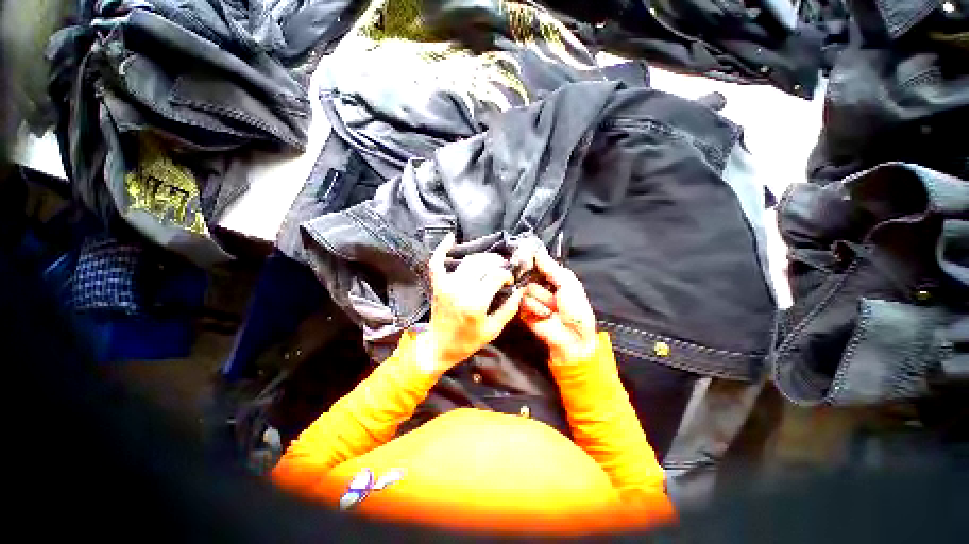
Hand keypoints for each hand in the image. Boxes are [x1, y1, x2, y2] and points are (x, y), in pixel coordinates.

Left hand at [417, 233, 524, 374]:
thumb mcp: (493, 329)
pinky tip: (451, 237)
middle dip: (497, 263)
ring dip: (482, 258)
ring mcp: (446, 284)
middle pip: (484, 264)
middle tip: (503, 269)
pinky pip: (437, 262)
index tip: (510, 280)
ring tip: (491, 263)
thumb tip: (519, 290)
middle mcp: (460, 289)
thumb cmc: (468, 341)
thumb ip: (509, 309)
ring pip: (468, 260)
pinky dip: (442, 248)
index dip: (507, 274)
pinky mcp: (437, 284)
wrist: (439, 346)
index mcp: (476, 302)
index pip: (496, 275)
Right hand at [519, 246, 597, 365]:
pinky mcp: (523, 311)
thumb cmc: (576, 310)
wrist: (573, 339)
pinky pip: (522, 302)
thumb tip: (538, 250)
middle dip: (542, 285)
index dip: (534, 261)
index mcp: (553, 279)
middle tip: (553, 295)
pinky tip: (544, 315)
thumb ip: (552, 268)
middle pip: (529, 275)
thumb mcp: (568, 285)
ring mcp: (531, 299)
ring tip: (552, 309)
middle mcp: (540, 287)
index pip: (537, 265)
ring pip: (526, 289)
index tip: (529, 256)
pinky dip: (535, 308)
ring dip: (541, 299)